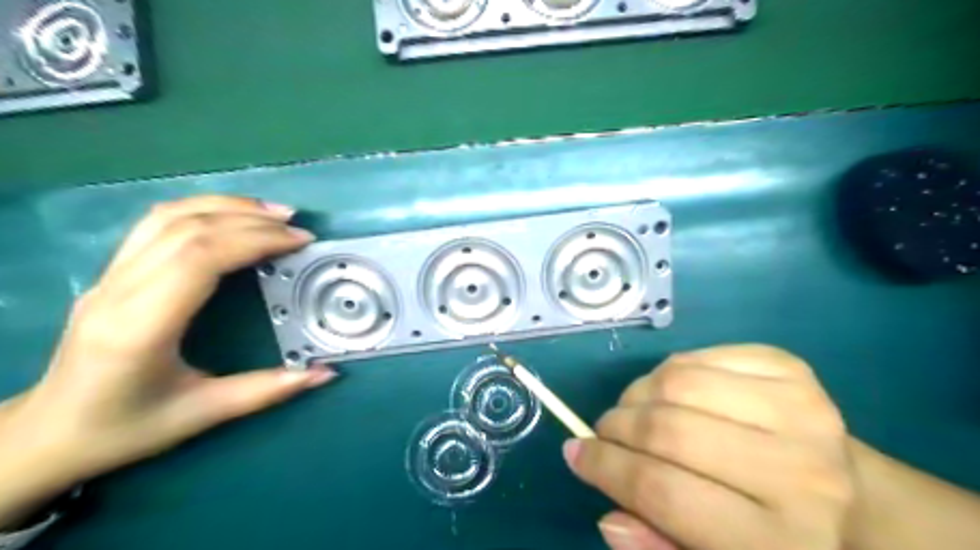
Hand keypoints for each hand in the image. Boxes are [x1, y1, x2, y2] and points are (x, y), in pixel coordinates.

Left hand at [1, 198, 334, 492]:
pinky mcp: (111, 273)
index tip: (299, 242)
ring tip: (272, 213)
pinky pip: (155, 224)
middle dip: (250, 220)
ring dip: (225, 206)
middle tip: (297, 226)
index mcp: (140, 327)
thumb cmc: (124, 429)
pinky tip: (232, 216)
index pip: (199, 258)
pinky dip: (201, 210)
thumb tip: (326, 373)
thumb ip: (268, 389)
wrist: (46, 434)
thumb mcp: (203, 414)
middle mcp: (118, 291)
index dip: (255, 240)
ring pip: (167, 217)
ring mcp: (109, 277)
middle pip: (187, 229)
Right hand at [564, 345, 855, 547]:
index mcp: (780, 541)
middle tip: (604, 432)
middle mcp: (798, 473)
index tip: (575, 453)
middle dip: (616, 427)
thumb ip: (658, 548)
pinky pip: (699, 356)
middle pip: (667, 430)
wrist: (855, 502)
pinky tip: (671, 392)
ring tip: (634, 411)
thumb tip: (608, 517)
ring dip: (637, 394)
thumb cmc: (773, 538)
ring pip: (678, 382)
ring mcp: (800, 410)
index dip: (605, 468)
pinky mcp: (792, 370)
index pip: (662, 492)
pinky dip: (669, 370)